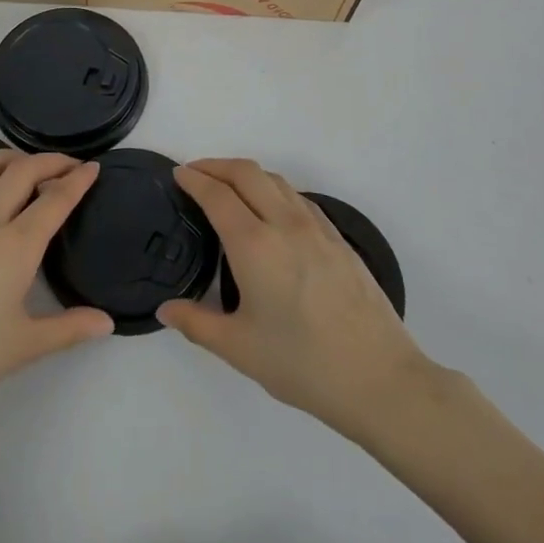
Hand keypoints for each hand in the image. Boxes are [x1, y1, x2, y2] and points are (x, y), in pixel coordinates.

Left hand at [0, 149, 112, 434]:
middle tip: (67, 164)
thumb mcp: (24, 348)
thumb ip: (69, 330)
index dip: (77, 181)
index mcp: (15, 248)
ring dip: (2, 156)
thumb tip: (108, 322)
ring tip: (20, 161)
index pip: (54, 202)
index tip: (93, 167)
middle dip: (48, 162)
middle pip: (20, 174)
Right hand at [159, 159, 433, 441]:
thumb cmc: (302, 363)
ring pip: (276, 181)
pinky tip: (272, 210)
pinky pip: (299, 198)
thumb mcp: (239, 348)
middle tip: (196, 173)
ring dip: (247, 174)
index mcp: (255, 245)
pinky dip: (275, 190)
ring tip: (229, 187)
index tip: (178, 174)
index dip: (194, 179)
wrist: (379, 377)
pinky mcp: (339, 239)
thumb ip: (196, 323)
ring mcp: (317, 228)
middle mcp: (285, 224)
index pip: (217, 195)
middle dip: (217, 165)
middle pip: (247, 173)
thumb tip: (165, 309)